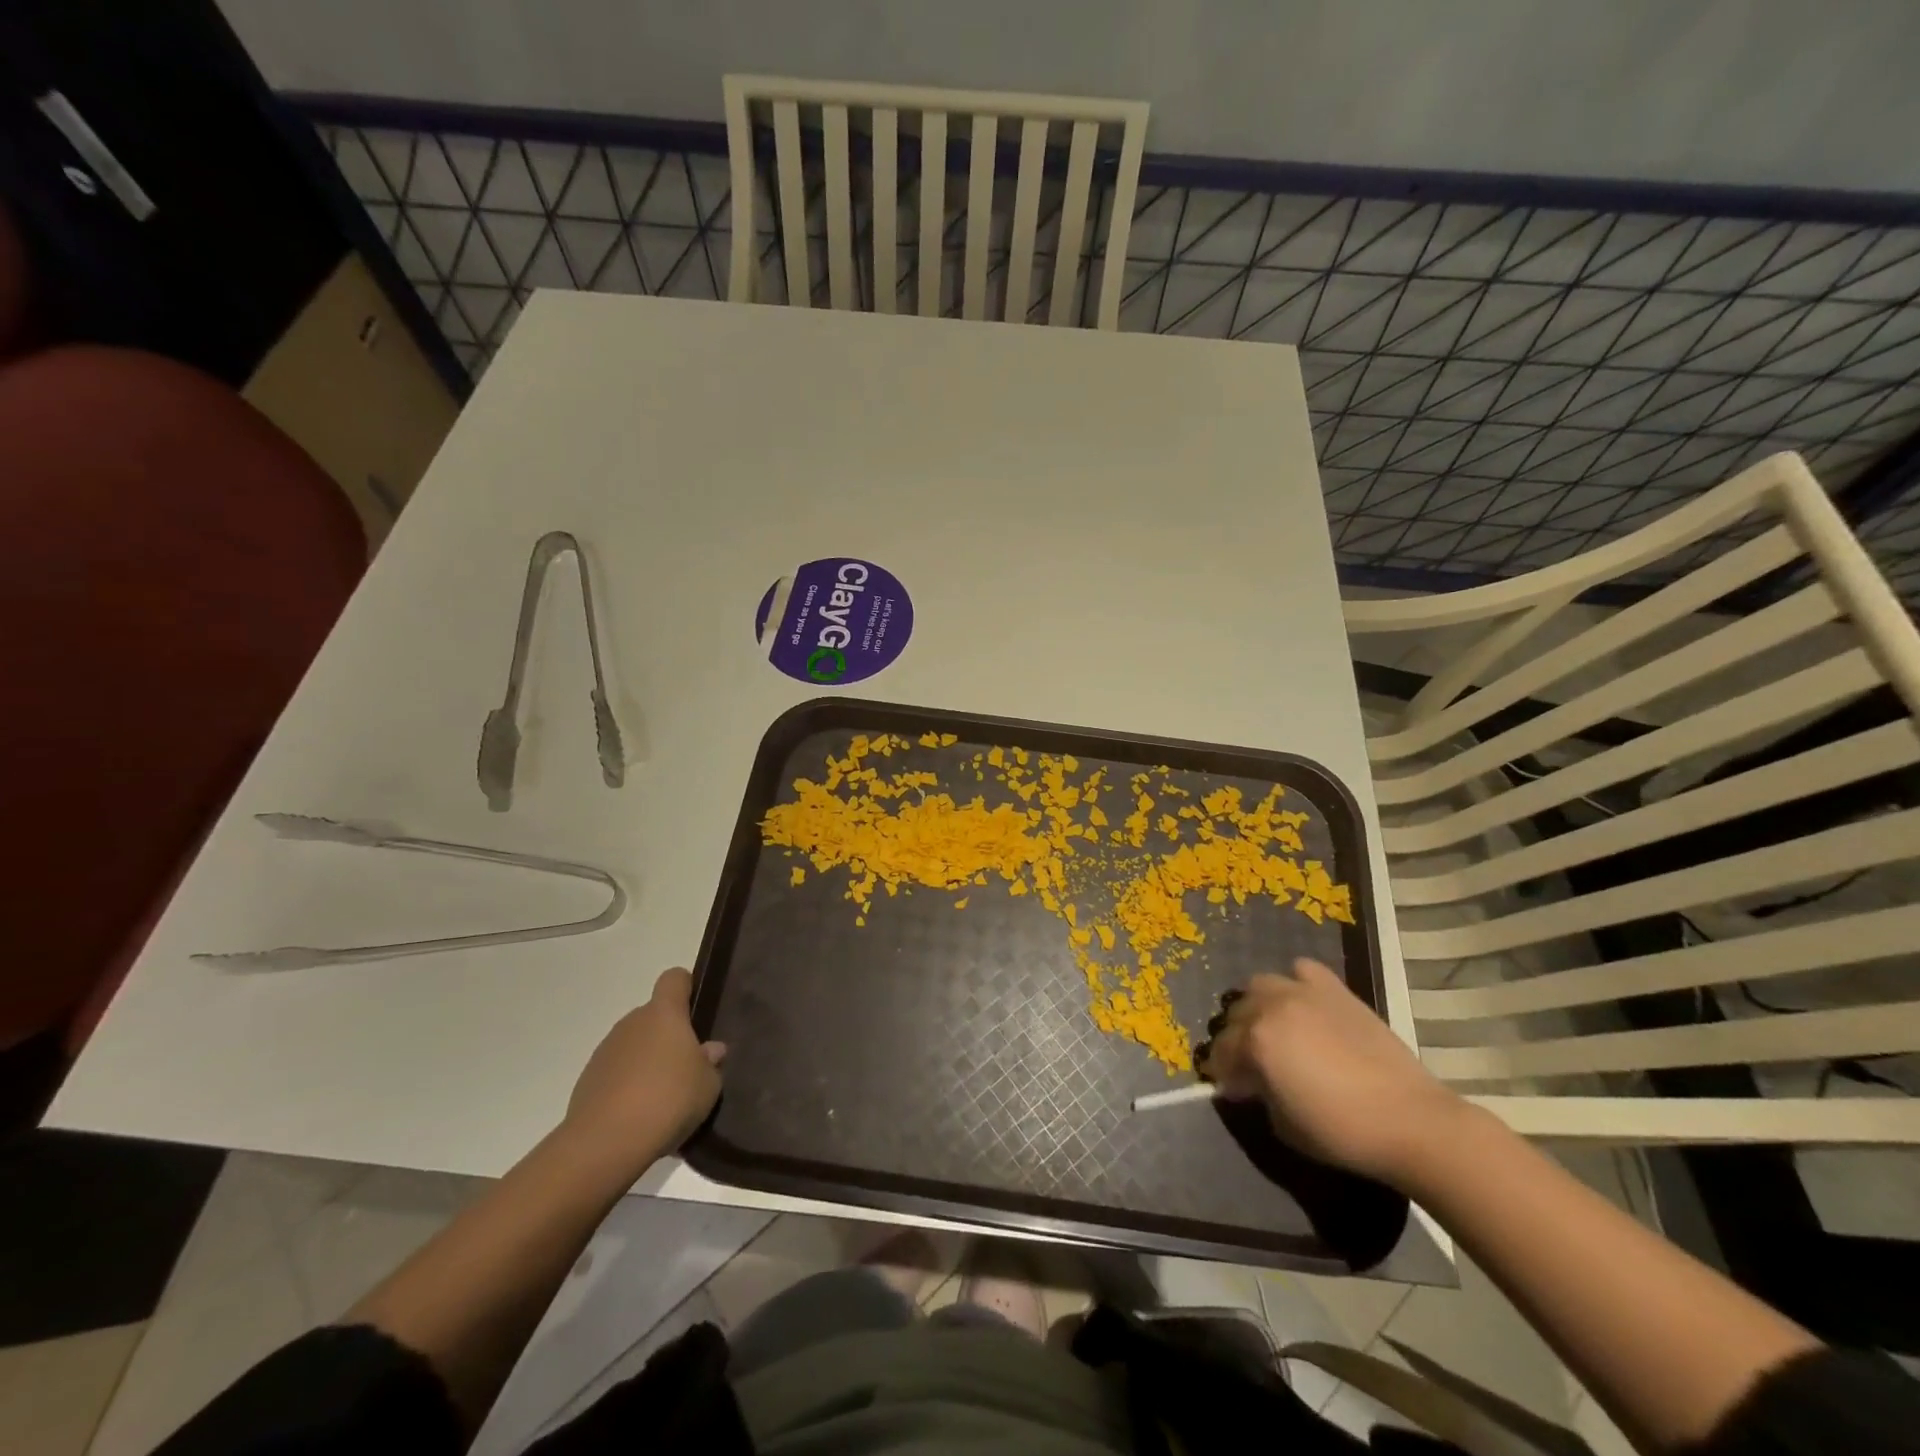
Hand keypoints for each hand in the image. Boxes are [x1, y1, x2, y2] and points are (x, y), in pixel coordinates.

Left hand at [562, 968, 724, 1170]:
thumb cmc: (669, 1100)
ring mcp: (606, 1051)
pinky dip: (627, 1085)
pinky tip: (638, 1114)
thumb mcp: (708, 1085)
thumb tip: (710, 1050)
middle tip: (686, 1066)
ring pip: (633, 1045)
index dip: (686, 987)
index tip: (696, 1009)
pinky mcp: (587, 1080)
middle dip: (668, 1034)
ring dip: (647, 1061)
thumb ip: (711, 1062)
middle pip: (653, 1016)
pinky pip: (616, 1072)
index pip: (674, 979)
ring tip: (662, 1097)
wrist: (605, 1143)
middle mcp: (632, 1022)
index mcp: (664, 1014)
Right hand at [1198, 957, 1465, 1186]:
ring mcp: (1304, 993)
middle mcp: (1272, 1007)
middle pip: (1236, 1015)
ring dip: (1259, 1006)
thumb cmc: (1342, 1131)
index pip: (1221, 1052)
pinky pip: (1303, 971)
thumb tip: (1253, 1083)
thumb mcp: (1283, 1125)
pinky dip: (1297, 984)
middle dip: (1238, 1039)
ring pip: (1260, 985)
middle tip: (1253, 1063)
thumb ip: (1259, 1093)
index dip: (1223, 1073)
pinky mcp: (1335, 990)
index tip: (1232, 1089)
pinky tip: (1305, 1006)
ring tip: (1275, 1029)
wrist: (1410, 1120)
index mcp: (1255, 1041)